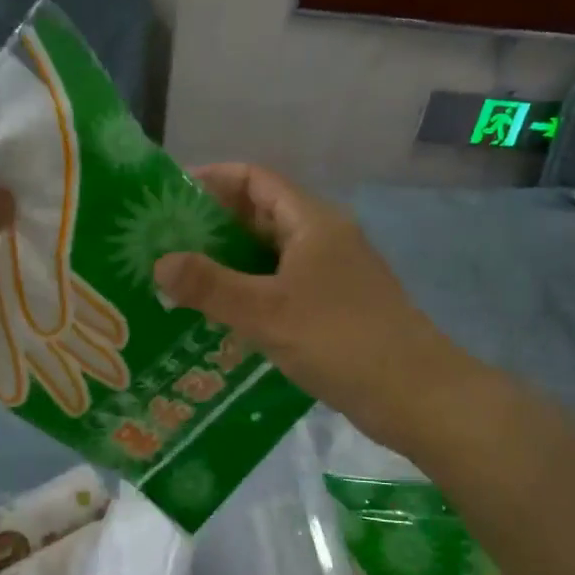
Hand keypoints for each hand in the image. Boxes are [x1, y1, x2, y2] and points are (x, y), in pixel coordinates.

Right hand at [152, 164, 470, 449]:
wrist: (414, 394)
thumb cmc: (340, 340)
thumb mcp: (266, 312)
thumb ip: (210, 286)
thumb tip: (160, 263)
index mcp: (312, 222)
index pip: (255, 179)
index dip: (212, 180)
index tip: (168, 198)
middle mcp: (323, 239)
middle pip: (260, 216)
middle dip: (212, 226)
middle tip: (162, 244)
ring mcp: (331, 275)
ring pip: (270, 256)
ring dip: (228, 264)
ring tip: (180, 280)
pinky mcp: (333, 308)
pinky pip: (281, 287)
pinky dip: (250, 293)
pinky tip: (220, 317)